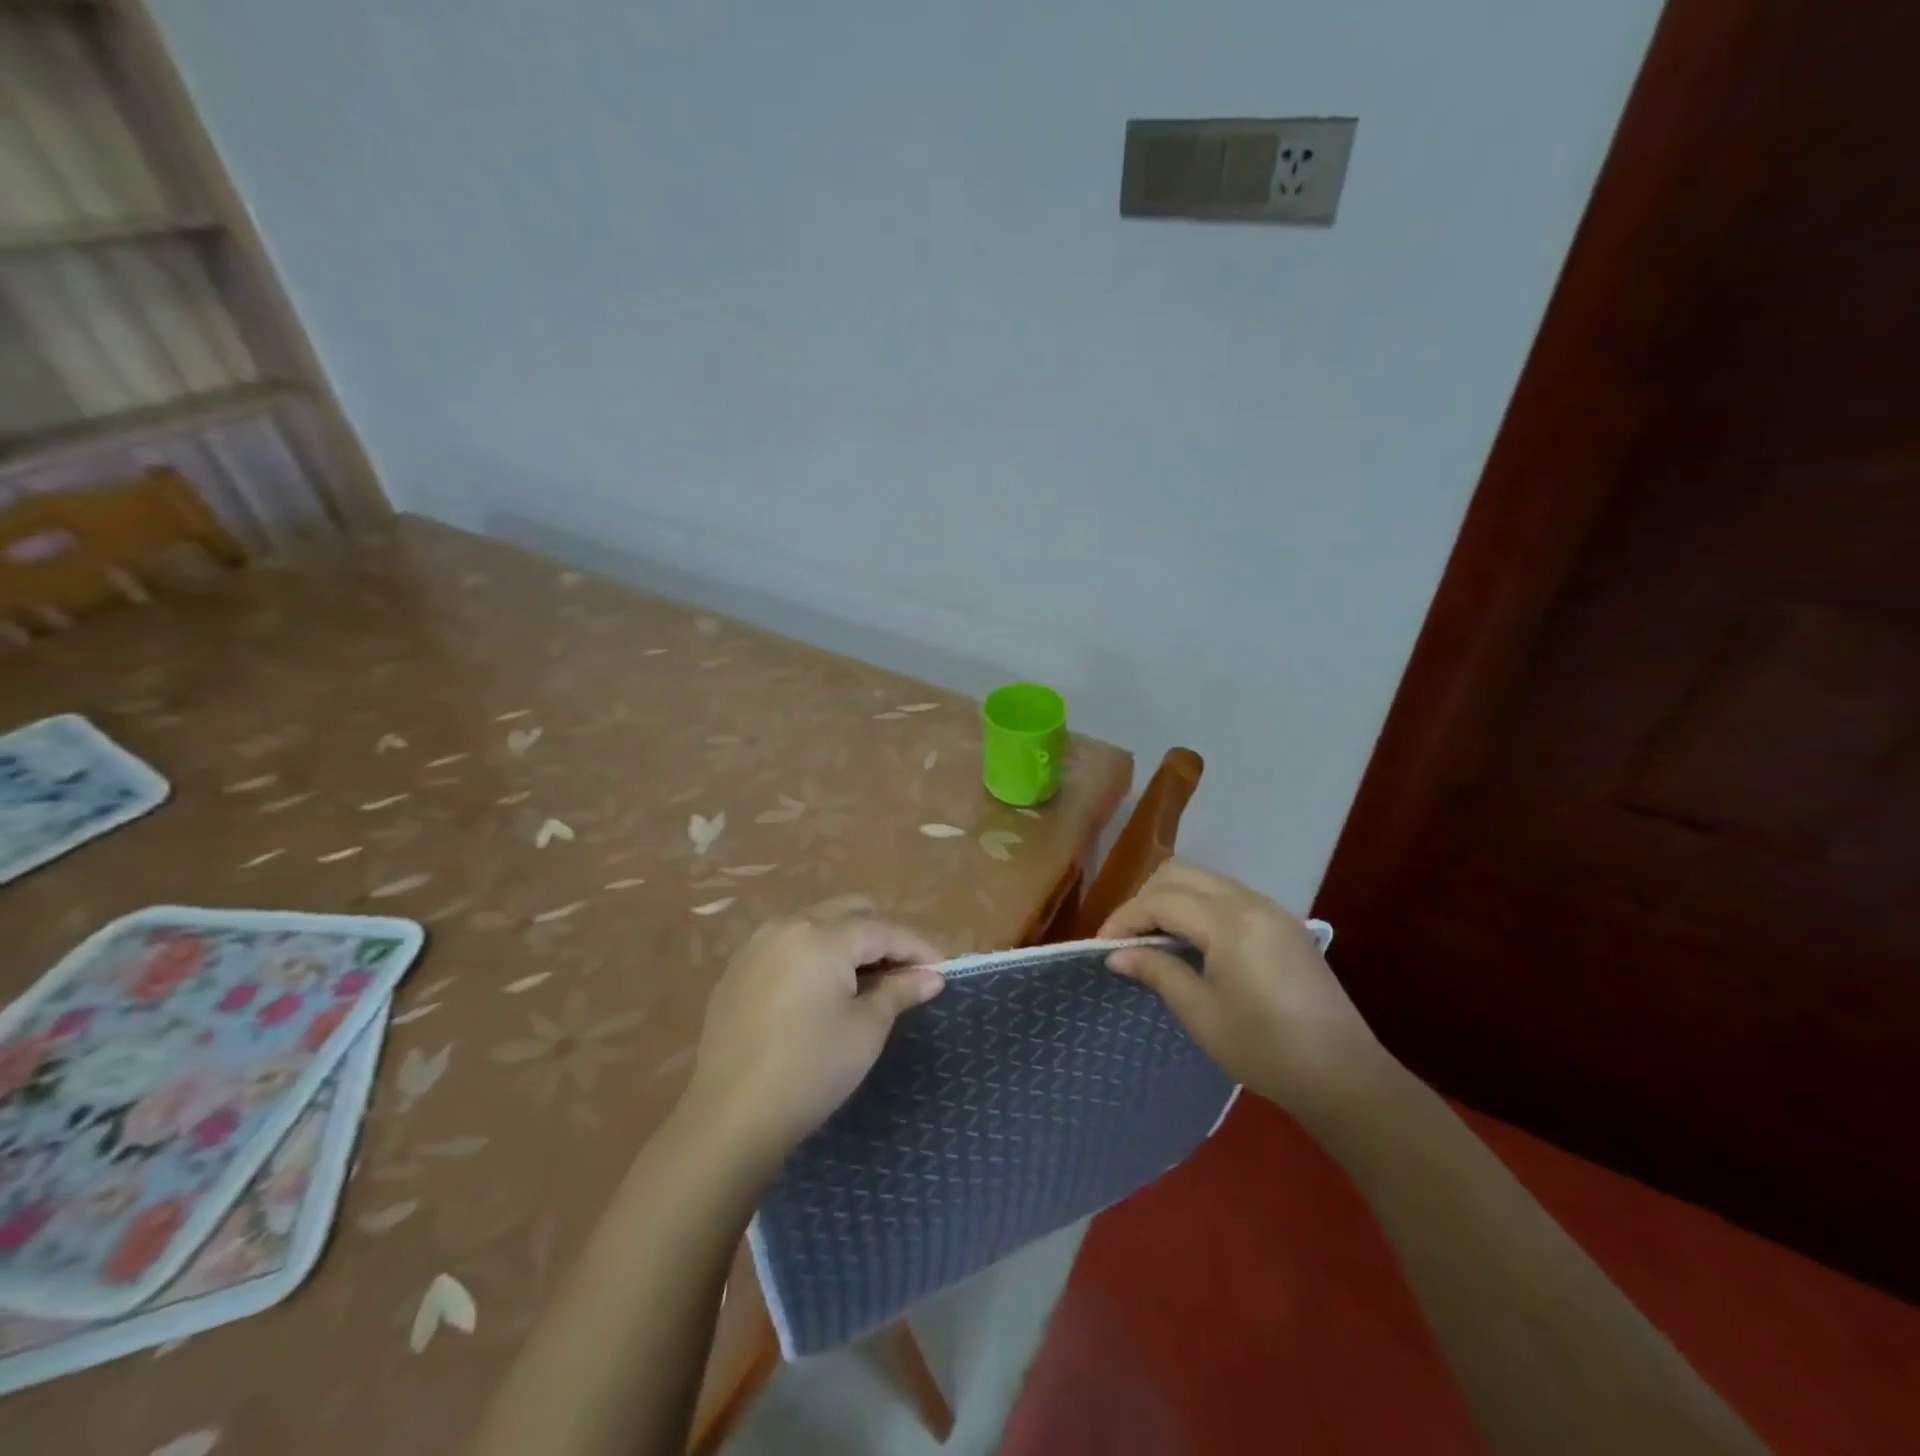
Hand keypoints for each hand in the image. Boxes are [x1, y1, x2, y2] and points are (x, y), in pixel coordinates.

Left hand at [682, 897, 943, 1170]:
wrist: (731, 1119)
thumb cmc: (810, 1070)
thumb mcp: (865, 1030)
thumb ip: (899, 992)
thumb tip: (931, 977)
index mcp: (820, 936)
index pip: (882, 929)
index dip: (916, 948)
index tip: (941, 969)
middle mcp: (786, 926)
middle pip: (848, 912)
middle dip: (881, 936)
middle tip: (902, 973)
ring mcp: (756, 946)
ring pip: (816, 924)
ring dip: (847, 942)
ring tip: (865, 982)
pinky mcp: (737, 971)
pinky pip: (788, 945)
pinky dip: (815, 956)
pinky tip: (822, 993)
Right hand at [1100, 859, 1386, 1120]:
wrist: (1343, 1075)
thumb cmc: (1264, 1048)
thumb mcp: (1200, 1013)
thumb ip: (1157, 972)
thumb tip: (1116, 955)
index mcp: (1228, 921)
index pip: (1161, 901)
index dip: (1125, 919)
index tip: (1103, 947)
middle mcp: (1250, 902)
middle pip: (1181, 873)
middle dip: (1146, 899)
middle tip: (1128, 938)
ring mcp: (1271, 910)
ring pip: (1205, 880)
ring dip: (1172, 900)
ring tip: (1154, 940)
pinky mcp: (1283, 924)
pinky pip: (1228, 896)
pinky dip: (1199, 907)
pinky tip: (1191, 943)